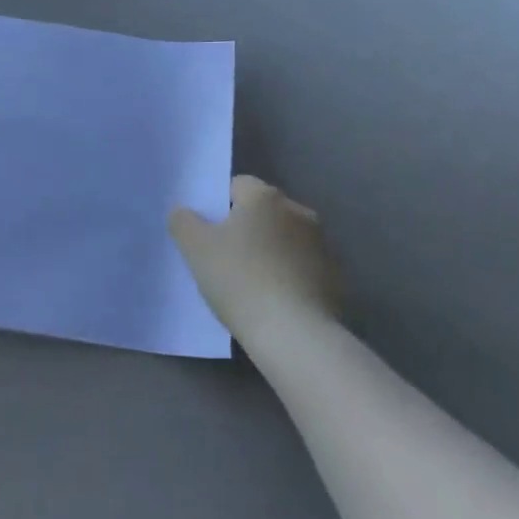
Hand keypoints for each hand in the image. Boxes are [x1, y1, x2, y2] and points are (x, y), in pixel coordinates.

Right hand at [170, 176, 341, 338]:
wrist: (293, 333)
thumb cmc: (239, 279)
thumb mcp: (195, 248)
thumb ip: (183, 221)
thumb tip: (183, 211)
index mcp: (265, 197)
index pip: (237, 185)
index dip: (219, 206)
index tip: (208, 234)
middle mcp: (298, 211)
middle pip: (263, 211)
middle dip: (246, 227)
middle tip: (224, 257)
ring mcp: (322, 243)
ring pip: (285, 238)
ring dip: (270, 250)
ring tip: (250, 282)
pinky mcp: (335, 276)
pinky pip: (302, 266)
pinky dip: (289, 274)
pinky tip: (274, 299)